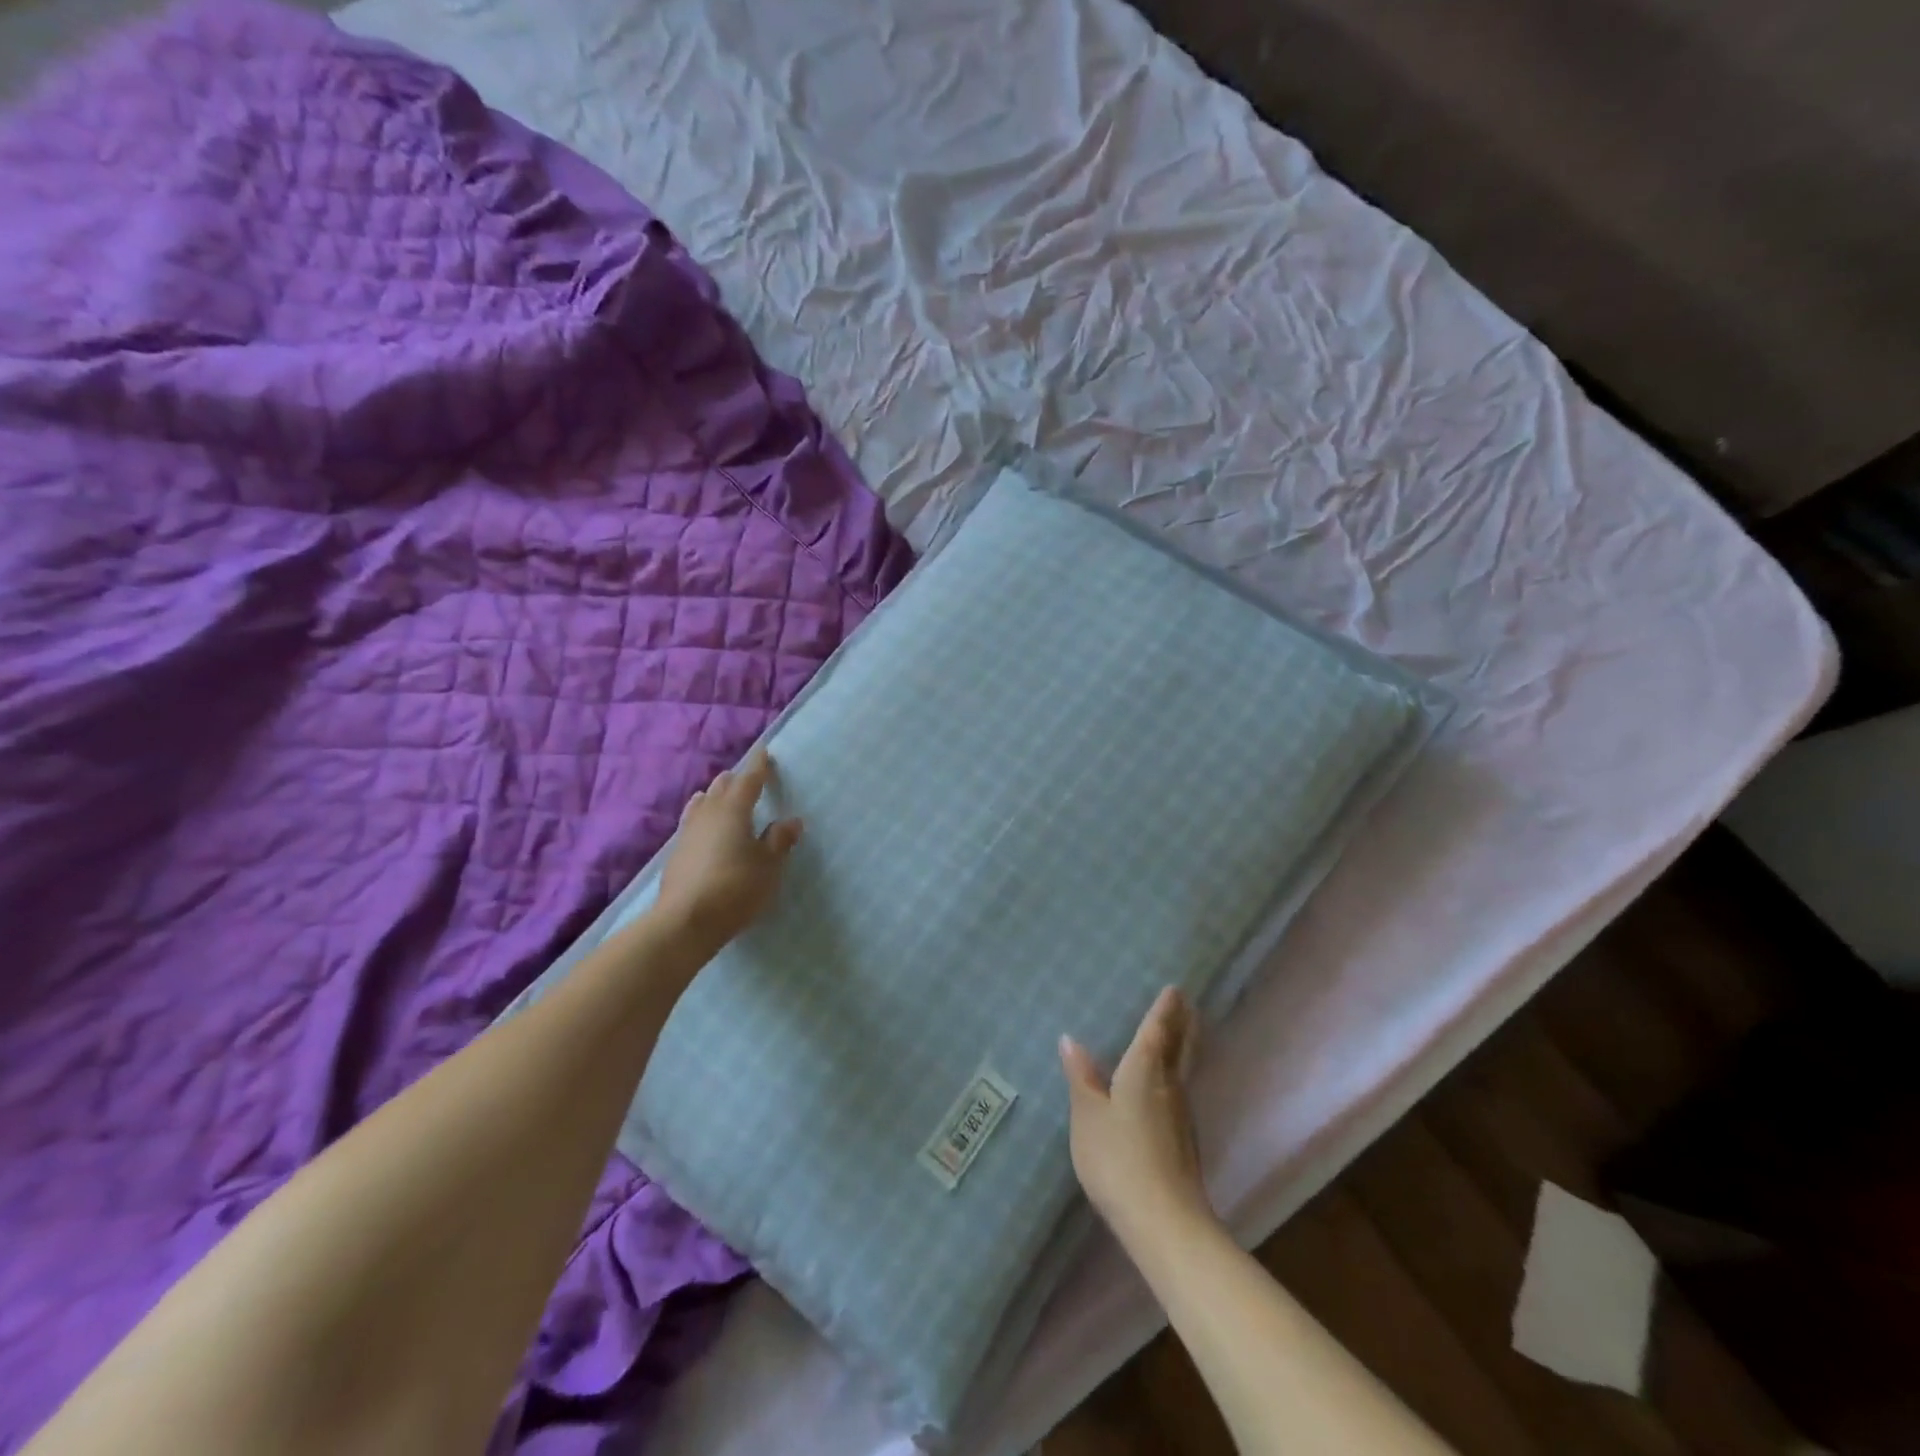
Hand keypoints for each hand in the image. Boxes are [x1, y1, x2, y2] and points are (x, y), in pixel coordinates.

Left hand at [655, 747, 802, 947]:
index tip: (765, 751)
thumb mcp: (768, 866)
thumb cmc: (735, 888)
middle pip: (722, 787)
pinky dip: (704, 817)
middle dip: (736, 780)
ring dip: (716, 797)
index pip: (749, 780)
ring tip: (724, 797)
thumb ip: (779, 841)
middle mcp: (708, 814)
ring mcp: (688, 833)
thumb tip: (791, 820)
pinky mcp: (677, 854)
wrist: (684, 923)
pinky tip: (706, 828)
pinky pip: (693, 822)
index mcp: (733, 810)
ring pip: (703, 803)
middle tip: (750, 779)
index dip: (759, 766)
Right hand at [1060, 987, 1213, 1250]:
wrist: (1165, 1223)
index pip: (1157, 1030)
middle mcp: (1169, 1086)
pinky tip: (1165, 1086)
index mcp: (1145, 1071)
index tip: (1174, 988)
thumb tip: (1071, 1040)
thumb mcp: (1088, 1116)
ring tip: (1176, 1035)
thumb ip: (1081, 1078)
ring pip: (1183, 1069)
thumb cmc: (1118, 1159)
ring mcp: (1181, 1115)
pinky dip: (1176, 1075)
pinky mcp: (1184, 1142)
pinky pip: (1179, 1092)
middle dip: (1183, 1023)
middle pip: (1180, 1047)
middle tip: (1187, 1004)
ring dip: (1182, 1047)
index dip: (1164, 1009)